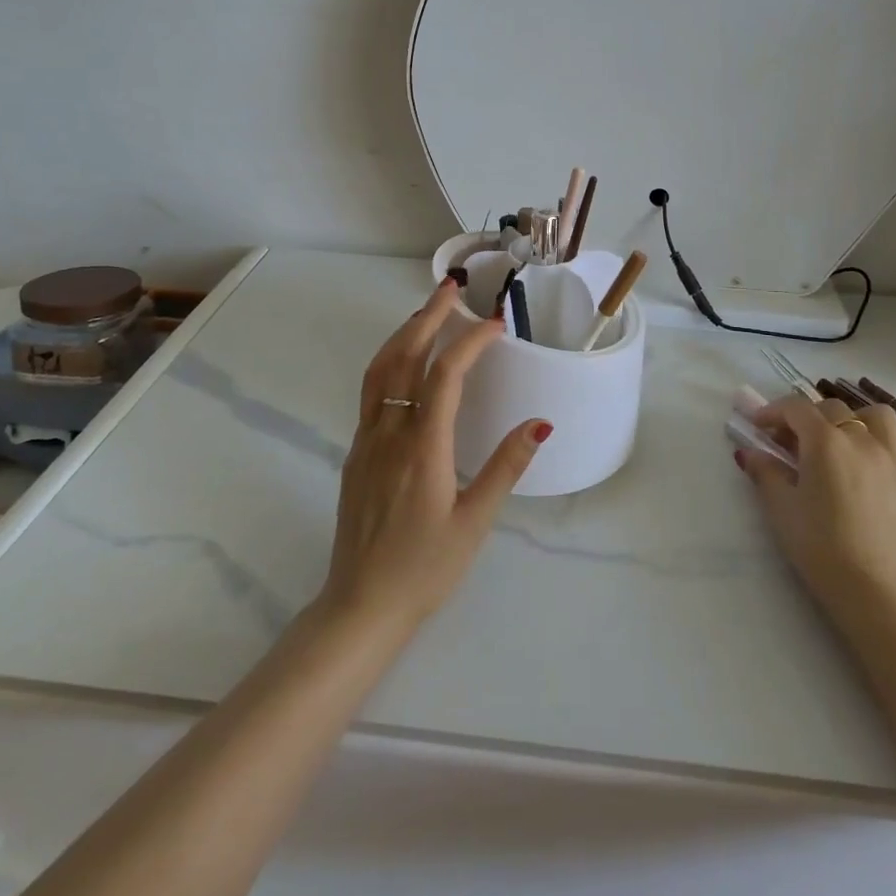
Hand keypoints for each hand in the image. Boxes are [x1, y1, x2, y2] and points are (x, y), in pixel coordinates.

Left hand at [318, 277, 549, 637]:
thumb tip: (540, 422)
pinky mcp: (355, 453)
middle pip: (404, 358)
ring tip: (427, 312)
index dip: (470, 343)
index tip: (495, 324)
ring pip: (380, 370)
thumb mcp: (475, 523)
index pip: (445, 377)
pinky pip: (371, 392)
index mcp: (422, 448)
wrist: (359, 606)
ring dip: (403, 334)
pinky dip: (390, 361)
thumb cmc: (425, 569)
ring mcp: (366, 440)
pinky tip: (406, 363)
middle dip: (428, 318)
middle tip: (451, 289)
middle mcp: (389, 433)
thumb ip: (506, 467)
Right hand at [736, 395, 895, 611]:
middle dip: (807, 418)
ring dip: (853, 420)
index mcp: (825, 441)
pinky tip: (867, 468)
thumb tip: (749, 453)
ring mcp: (893, 458)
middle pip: (832, 409)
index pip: (796, 408)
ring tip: (840, 443)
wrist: (876, 590)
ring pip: (875, 416)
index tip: (759, 427)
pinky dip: (880, 444)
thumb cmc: (820, 546)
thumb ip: (765, 473)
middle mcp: (862, 439)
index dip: (773, 412)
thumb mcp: (781, 509)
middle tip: (792, 443)